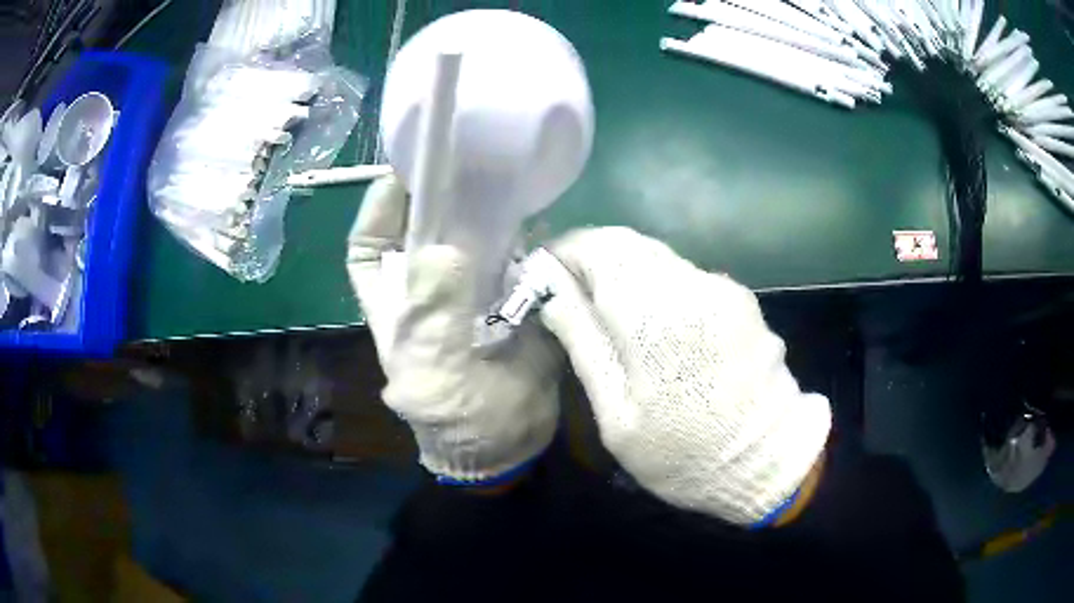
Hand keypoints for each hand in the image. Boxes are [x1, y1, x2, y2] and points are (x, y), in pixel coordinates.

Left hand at [346, 176, 562, 484]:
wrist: (509, 443)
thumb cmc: (457, 414)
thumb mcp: (434, 364)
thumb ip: (434, 307)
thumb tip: (441, 244)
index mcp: (395, 304)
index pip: (369, 245)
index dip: (378, 207)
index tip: (403, 171)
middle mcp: (427, 290)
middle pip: (422, 232)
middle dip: (438, 198)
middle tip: (467, 161)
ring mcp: (469, 293)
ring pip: (468, 240)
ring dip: (483, 214)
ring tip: (504, 178)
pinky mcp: (509, 299)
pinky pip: (513, 258)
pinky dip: (523, 238)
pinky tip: (539, 217)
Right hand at [539, 227, 830, 525]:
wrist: (766, 462)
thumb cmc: (683, 454)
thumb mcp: (616, 416)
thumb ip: (584, 344)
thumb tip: (552, 293)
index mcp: (655, 317)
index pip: (598, 248)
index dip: (566, 253)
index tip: (547, 276)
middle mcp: (692, 286)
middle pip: (628, 244)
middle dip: (593, 261)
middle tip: (574, 299)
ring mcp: (722, 288)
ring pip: (656, 257)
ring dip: (626, 274)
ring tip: (612, 317)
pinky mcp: (741, 298)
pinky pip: (684, 276)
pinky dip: (658, 287)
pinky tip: (658, 328)